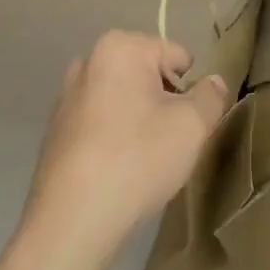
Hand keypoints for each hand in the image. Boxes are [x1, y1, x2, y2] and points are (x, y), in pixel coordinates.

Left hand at [22, 31, 229, 261]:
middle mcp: (88, 61)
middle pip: (147, 75)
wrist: (72, 222)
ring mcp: (67, 96)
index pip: (176, 55)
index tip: (189, 124)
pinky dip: (114, 138)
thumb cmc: (136, 160)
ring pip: (123, 100)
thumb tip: (214, 82)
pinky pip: (100, 123)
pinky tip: (118, 171)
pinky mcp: (56, 130)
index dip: (191, 88)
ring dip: (139, 121)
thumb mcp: (192, 127)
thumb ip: (210, 97)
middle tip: (169, 143)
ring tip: (144, 160)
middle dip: (164, 103)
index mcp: (120, 47)